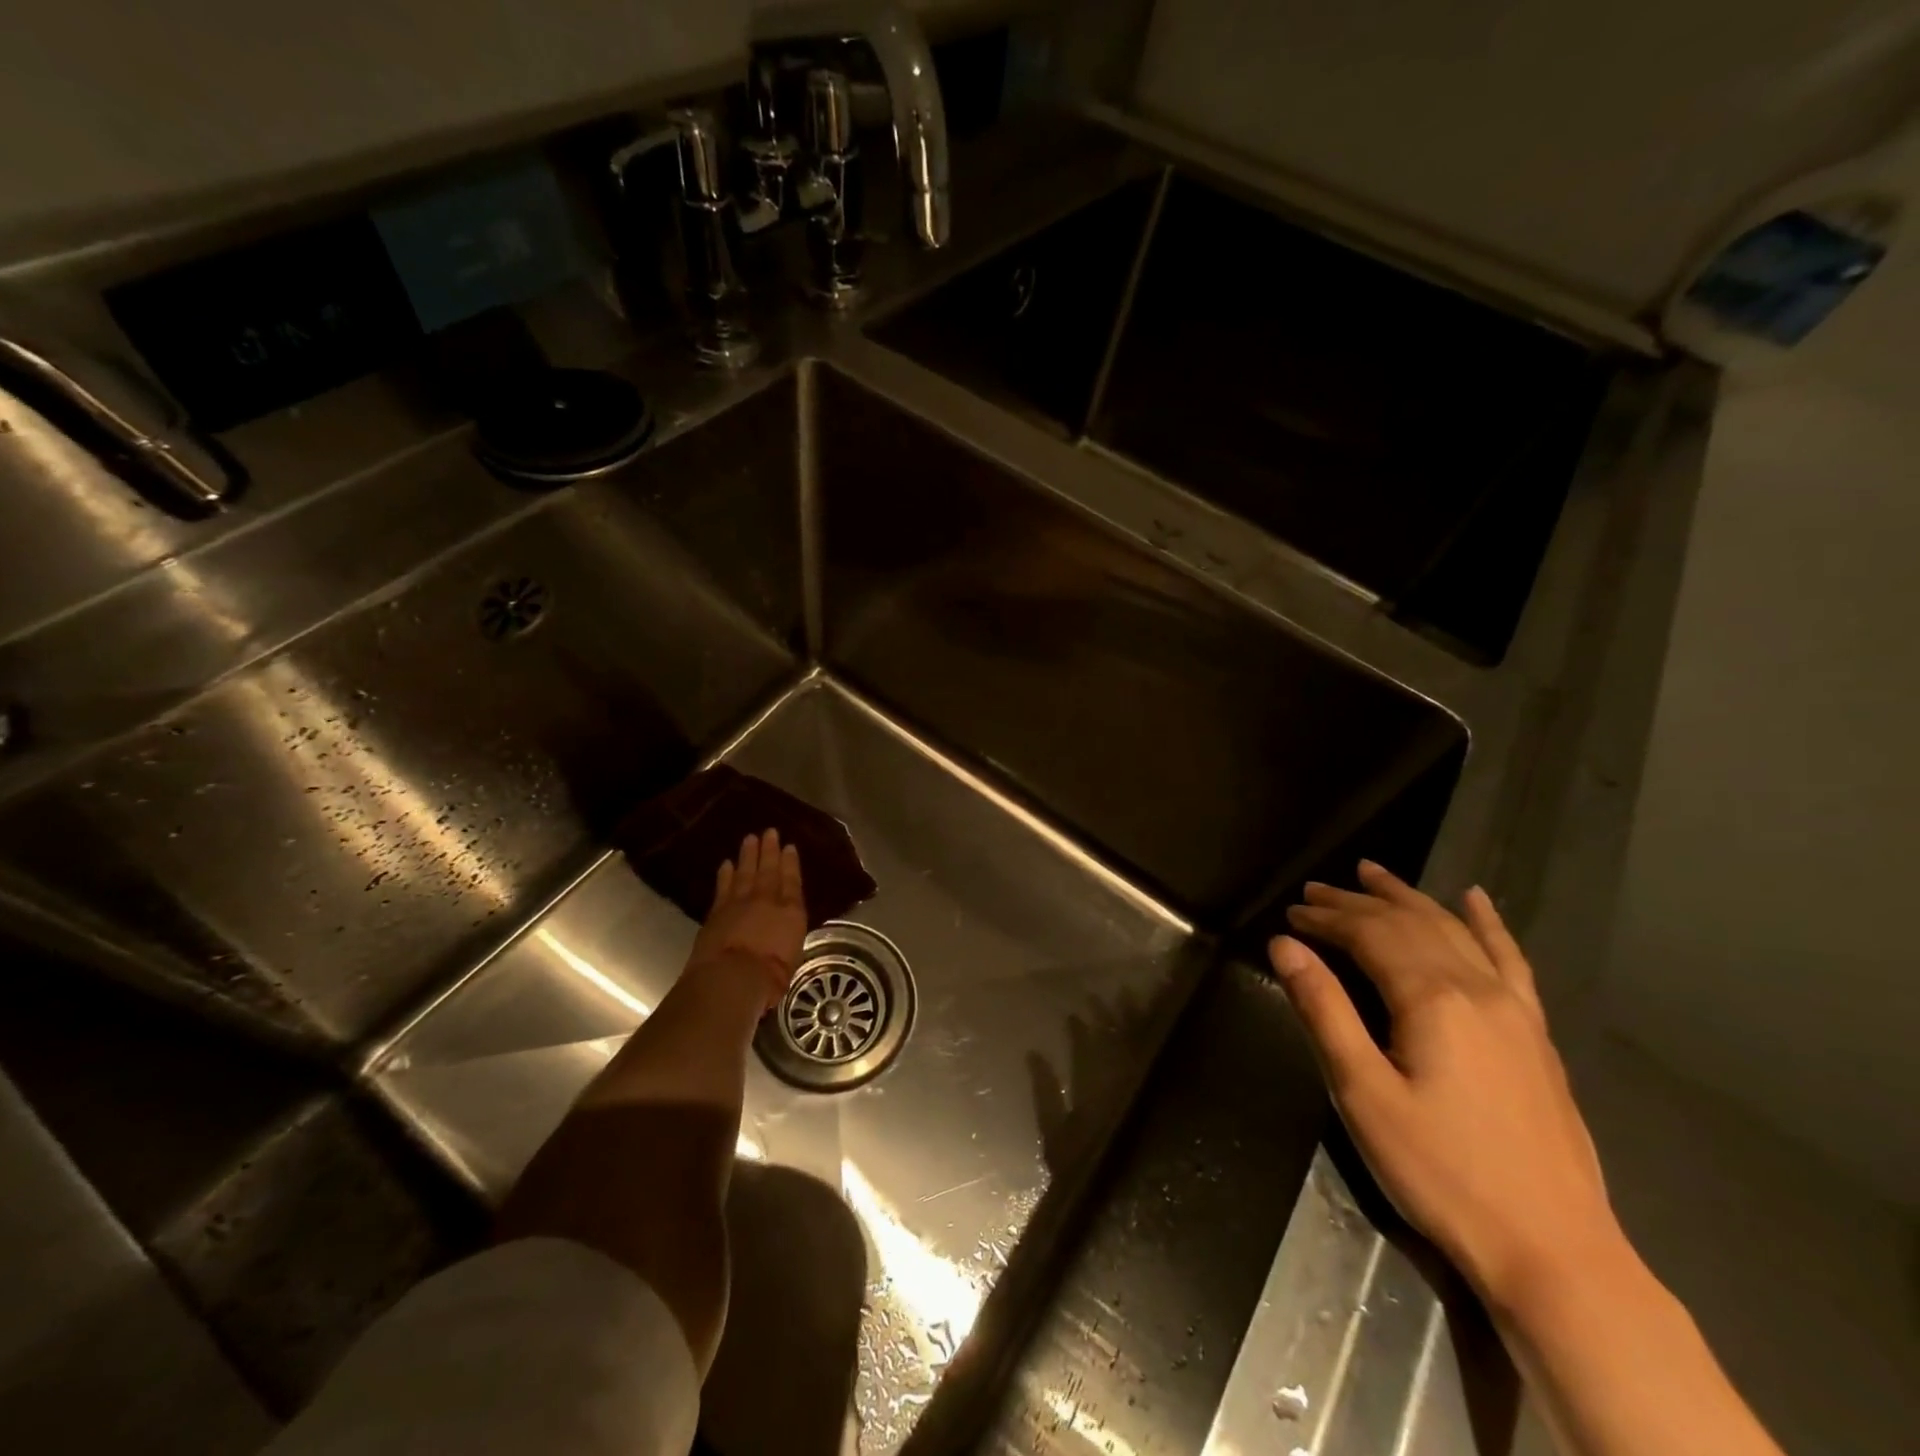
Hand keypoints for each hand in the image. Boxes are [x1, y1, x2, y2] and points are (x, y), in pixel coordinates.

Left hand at [688, 829, 806, 1013]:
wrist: (732, 977)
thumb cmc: (770, 977)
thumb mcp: (791, 958)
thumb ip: (787, 939)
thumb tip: (783, 935)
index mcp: (791, 913)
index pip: (792, 882)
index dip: (791, 863)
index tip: (789, 847)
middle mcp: (767, 901)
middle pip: (769, 870)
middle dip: (770, 851)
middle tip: (769, 832)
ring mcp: (740, 903)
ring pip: (746, 872)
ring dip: (748, 855)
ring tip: (750, 839)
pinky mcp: (717, 911)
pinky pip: (723, 886)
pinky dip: (726, 874)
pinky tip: (726, 863)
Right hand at [1270, 860, 1618, 1310]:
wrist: (1553, 1250)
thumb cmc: (1440, 1171)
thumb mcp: (1363, 1093)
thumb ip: (1324, 1010)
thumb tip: (1285, 946)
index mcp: (1432, 999)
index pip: (1369, 935)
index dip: (1327, 919)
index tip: (1290, 914)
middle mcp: (1477, 988)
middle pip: (1408, 924)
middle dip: (1357, 902)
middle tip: (1315, 890)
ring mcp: (1515, 1009)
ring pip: (1454, 930)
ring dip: (1409, 898)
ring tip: (1373, 873)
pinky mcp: (1535, 1034)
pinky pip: (1510, 960)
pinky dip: (1488, 924)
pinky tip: (1476, 899)